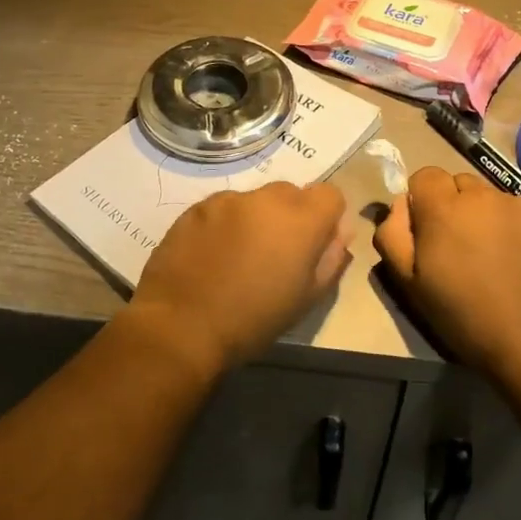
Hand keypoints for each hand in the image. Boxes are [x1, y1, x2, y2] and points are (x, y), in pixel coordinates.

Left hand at [128, 181, 350, 376]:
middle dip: (291, 217)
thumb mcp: (307, 298)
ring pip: (255, 200)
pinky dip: (225, 224)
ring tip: (239, 257)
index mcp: (300, 219)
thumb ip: (331, 258)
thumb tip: (339, 232)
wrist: (181, 326)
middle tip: (276, 254)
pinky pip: (223, 208)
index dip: (327, 218)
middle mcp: (265, 198)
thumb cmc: (253, 320)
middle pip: (292, 193)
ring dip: (256, 219)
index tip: (315, 245)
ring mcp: (227, 200)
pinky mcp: (196, 208)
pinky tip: (212, 256)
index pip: (330, 194)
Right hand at [373, 166, 520, 381]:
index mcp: (443, 208)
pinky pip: (517, 210)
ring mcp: (518, 205)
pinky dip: (511, 225)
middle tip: (458, 246)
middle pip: (458, 183)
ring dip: (483, 215)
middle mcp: (481, 195)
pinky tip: (517, 258)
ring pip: (489, 197)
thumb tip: (400, 205)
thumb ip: (392, 234)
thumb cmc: (463, 315)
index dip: (422, 200)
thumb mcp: (409, 282)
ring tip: (491, 255)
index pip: (425, 176)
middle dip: (453, 205)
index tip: (427, 231)